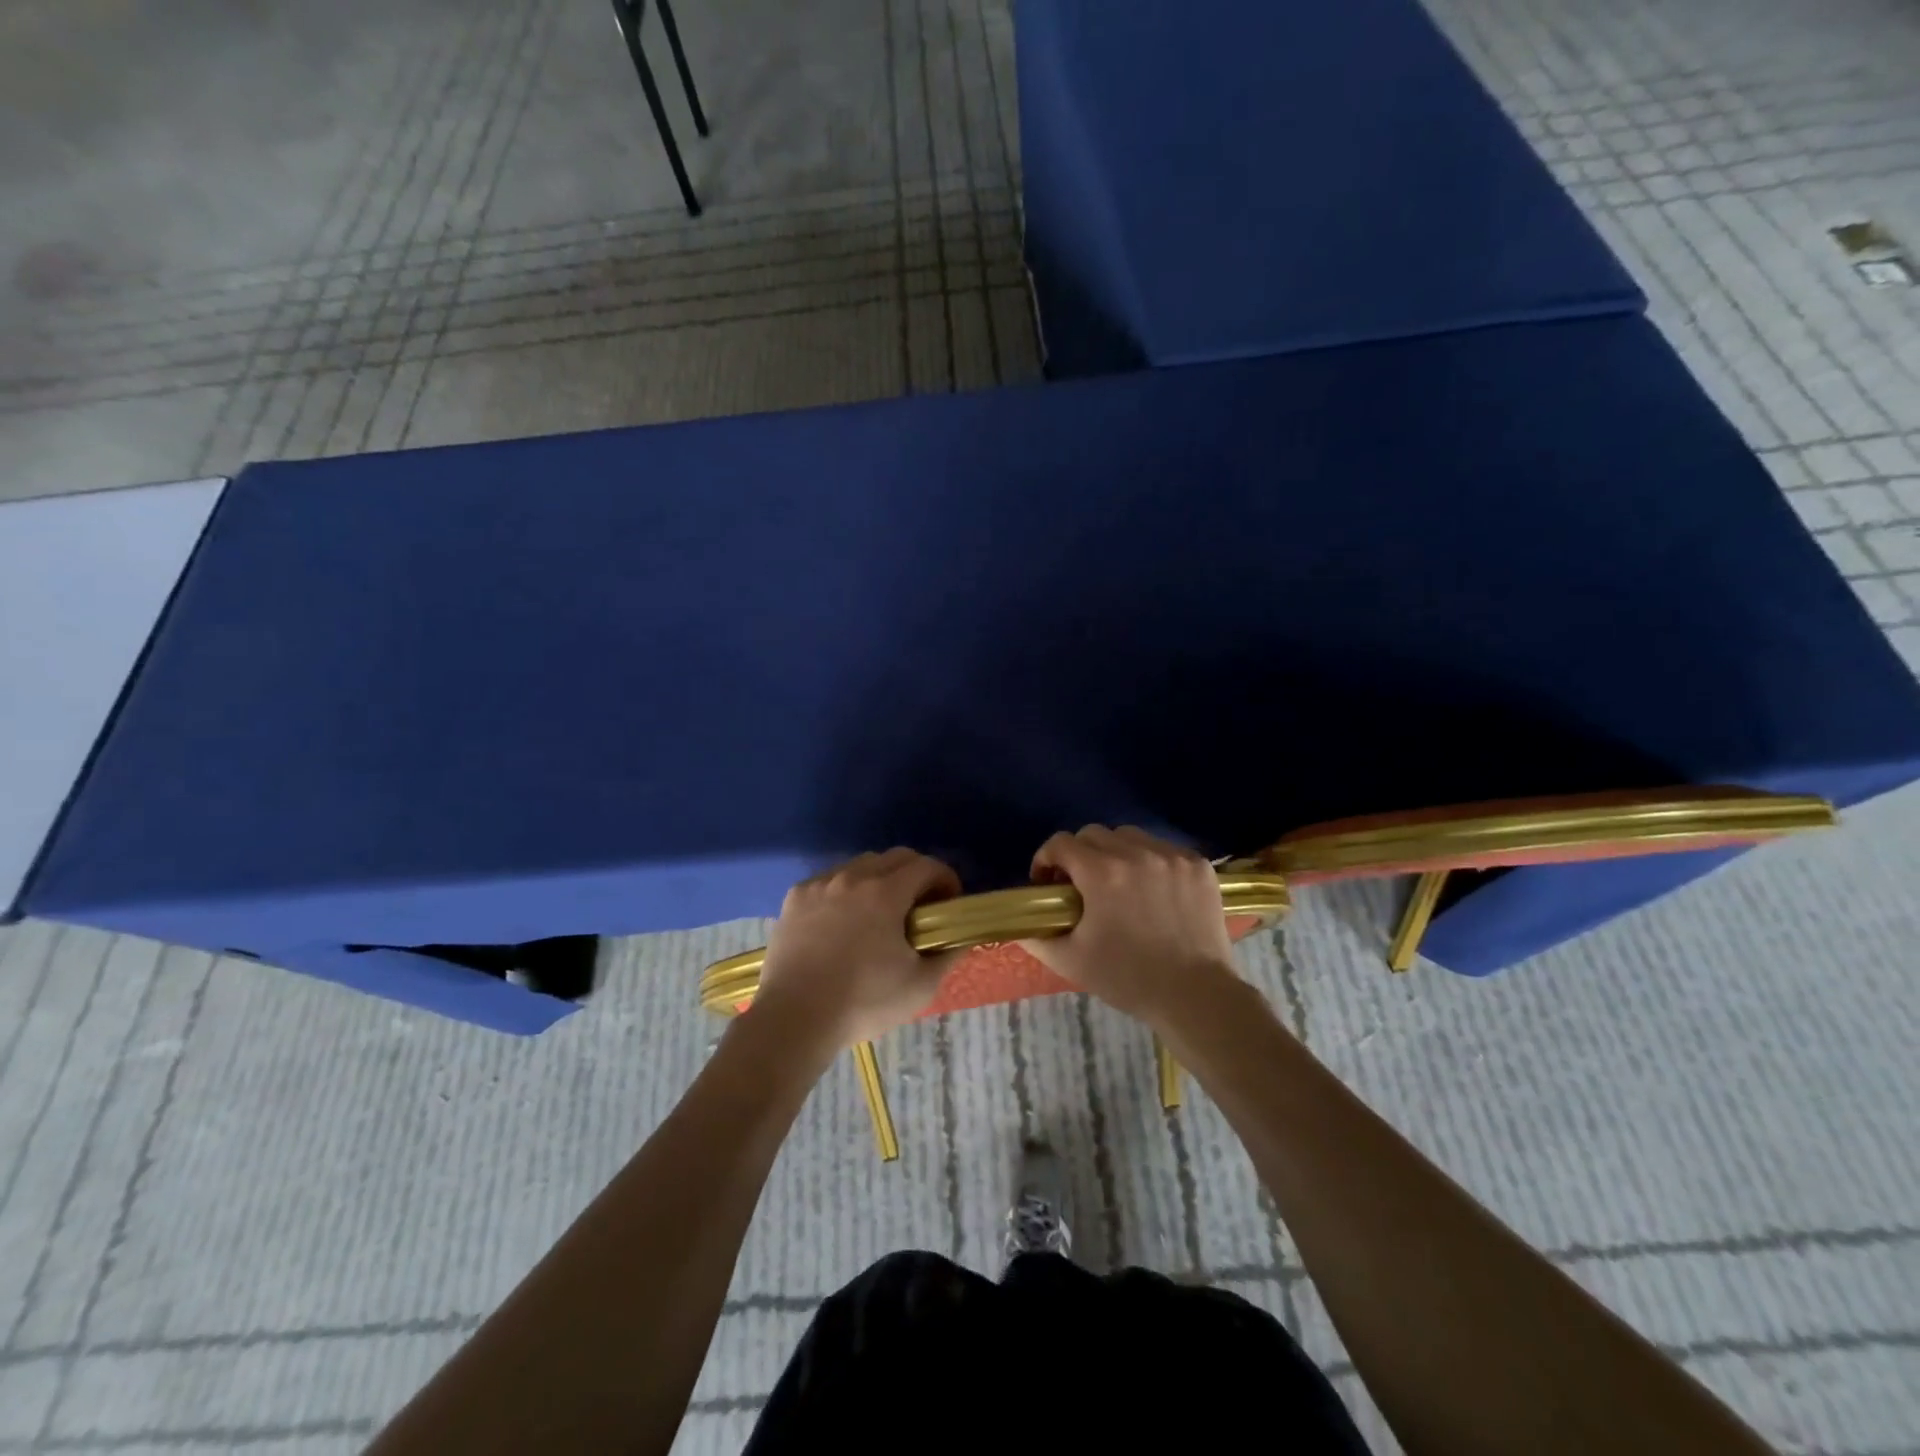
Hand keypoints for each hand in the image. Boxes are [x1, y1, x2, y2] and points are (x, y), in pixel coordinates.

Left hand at [749, 848, 962, 1051]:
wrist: (794, 1019)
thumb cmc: (863, 1002)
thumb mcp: (920, 986)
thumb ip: (947, 956)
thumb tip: (961, 939)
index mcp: (885, 893)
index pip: (927, 866)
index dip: (946, 879)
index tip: (949, 902)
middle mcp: (852, 877)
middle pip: (896, 857)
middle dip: (917, 874)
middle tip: (921, 907)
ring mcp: (820, 884)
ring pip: (860, 865)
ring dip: (881, 878)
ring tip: (881, 912)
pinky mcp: (795, 897)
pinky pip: (830, 879)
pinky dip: (846, 889)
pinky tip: (844, 919)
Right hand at [1020, 825, 1238, 1024]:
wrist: (1196, 996)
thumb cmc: (1128, 979)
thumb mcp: (1070, 961)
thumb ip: (1036, 937)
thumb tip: (1018, 923)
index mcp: (1102, 873)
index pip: (1061, 843)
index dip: (1047, 860)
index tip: (1048, 884)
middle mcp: (1137, 853)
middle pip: (1094, 834)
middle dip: (1079, 855)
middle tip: (1081, 886)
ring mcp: (1172, 856)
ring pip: (1130, 836)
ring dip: (1116, 853)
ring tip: (1119, 884)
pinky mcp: (1198, 865)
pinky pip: (1163, 848)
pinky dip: (1151, 862)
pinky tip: (1153, 890)